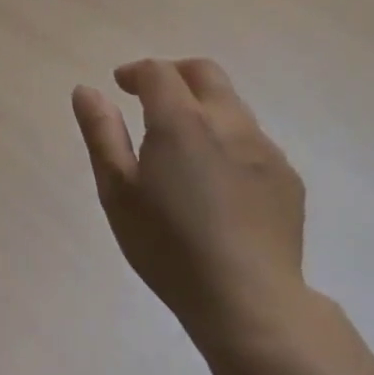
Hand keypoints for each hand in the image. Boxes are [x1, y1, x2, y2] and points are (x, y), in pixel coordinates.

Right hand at [72, 58, 312, 360]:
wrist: (250, 303)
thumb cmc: (170, 247)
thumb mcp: (118, 192)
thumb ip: (101, 133)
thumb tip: (86, 90)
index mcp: (181, 120)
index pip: (158, 72)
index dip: (136, 71)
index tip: (121, 85)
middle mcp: (228, 121)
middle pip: (204, 72)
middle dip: (175, 73)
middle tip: (153, 95)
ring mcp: (264, 148)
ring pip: (232, 104)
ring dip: (204, 106)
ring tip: (185, 142)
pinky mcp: (287, 177)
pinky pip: (254, 140)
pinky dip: (230, 140)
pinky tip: (219, 180)